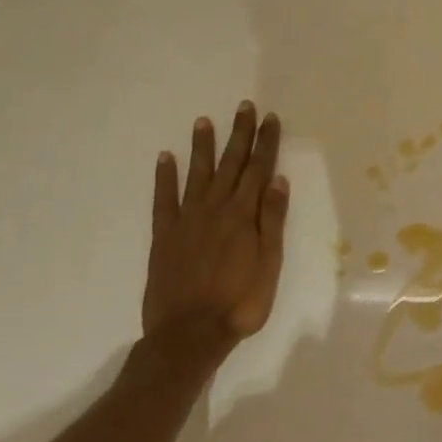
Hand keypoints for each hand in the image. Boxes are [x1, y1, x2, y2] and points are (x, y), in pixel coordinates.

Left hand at [139, 102, 289, 372]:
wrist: (189, 333)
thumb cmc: (240, 302)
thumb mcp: (270, 263)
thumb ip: (272, 220)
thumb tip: (277, 180)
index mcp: (244, 215)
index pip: (259, 170)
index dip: (266, 143)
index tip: (270, 119)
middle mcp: (216, 209)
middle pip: (231, 164)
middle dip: (239, 134)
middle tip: (244, 107)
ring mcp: (187, 220)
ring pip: (198, 174)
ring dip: (203, 147)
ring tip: (204, 121)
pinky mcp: (164, 235)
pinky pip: (164, 199)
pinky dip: (164, 177)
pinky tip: (165, 158)